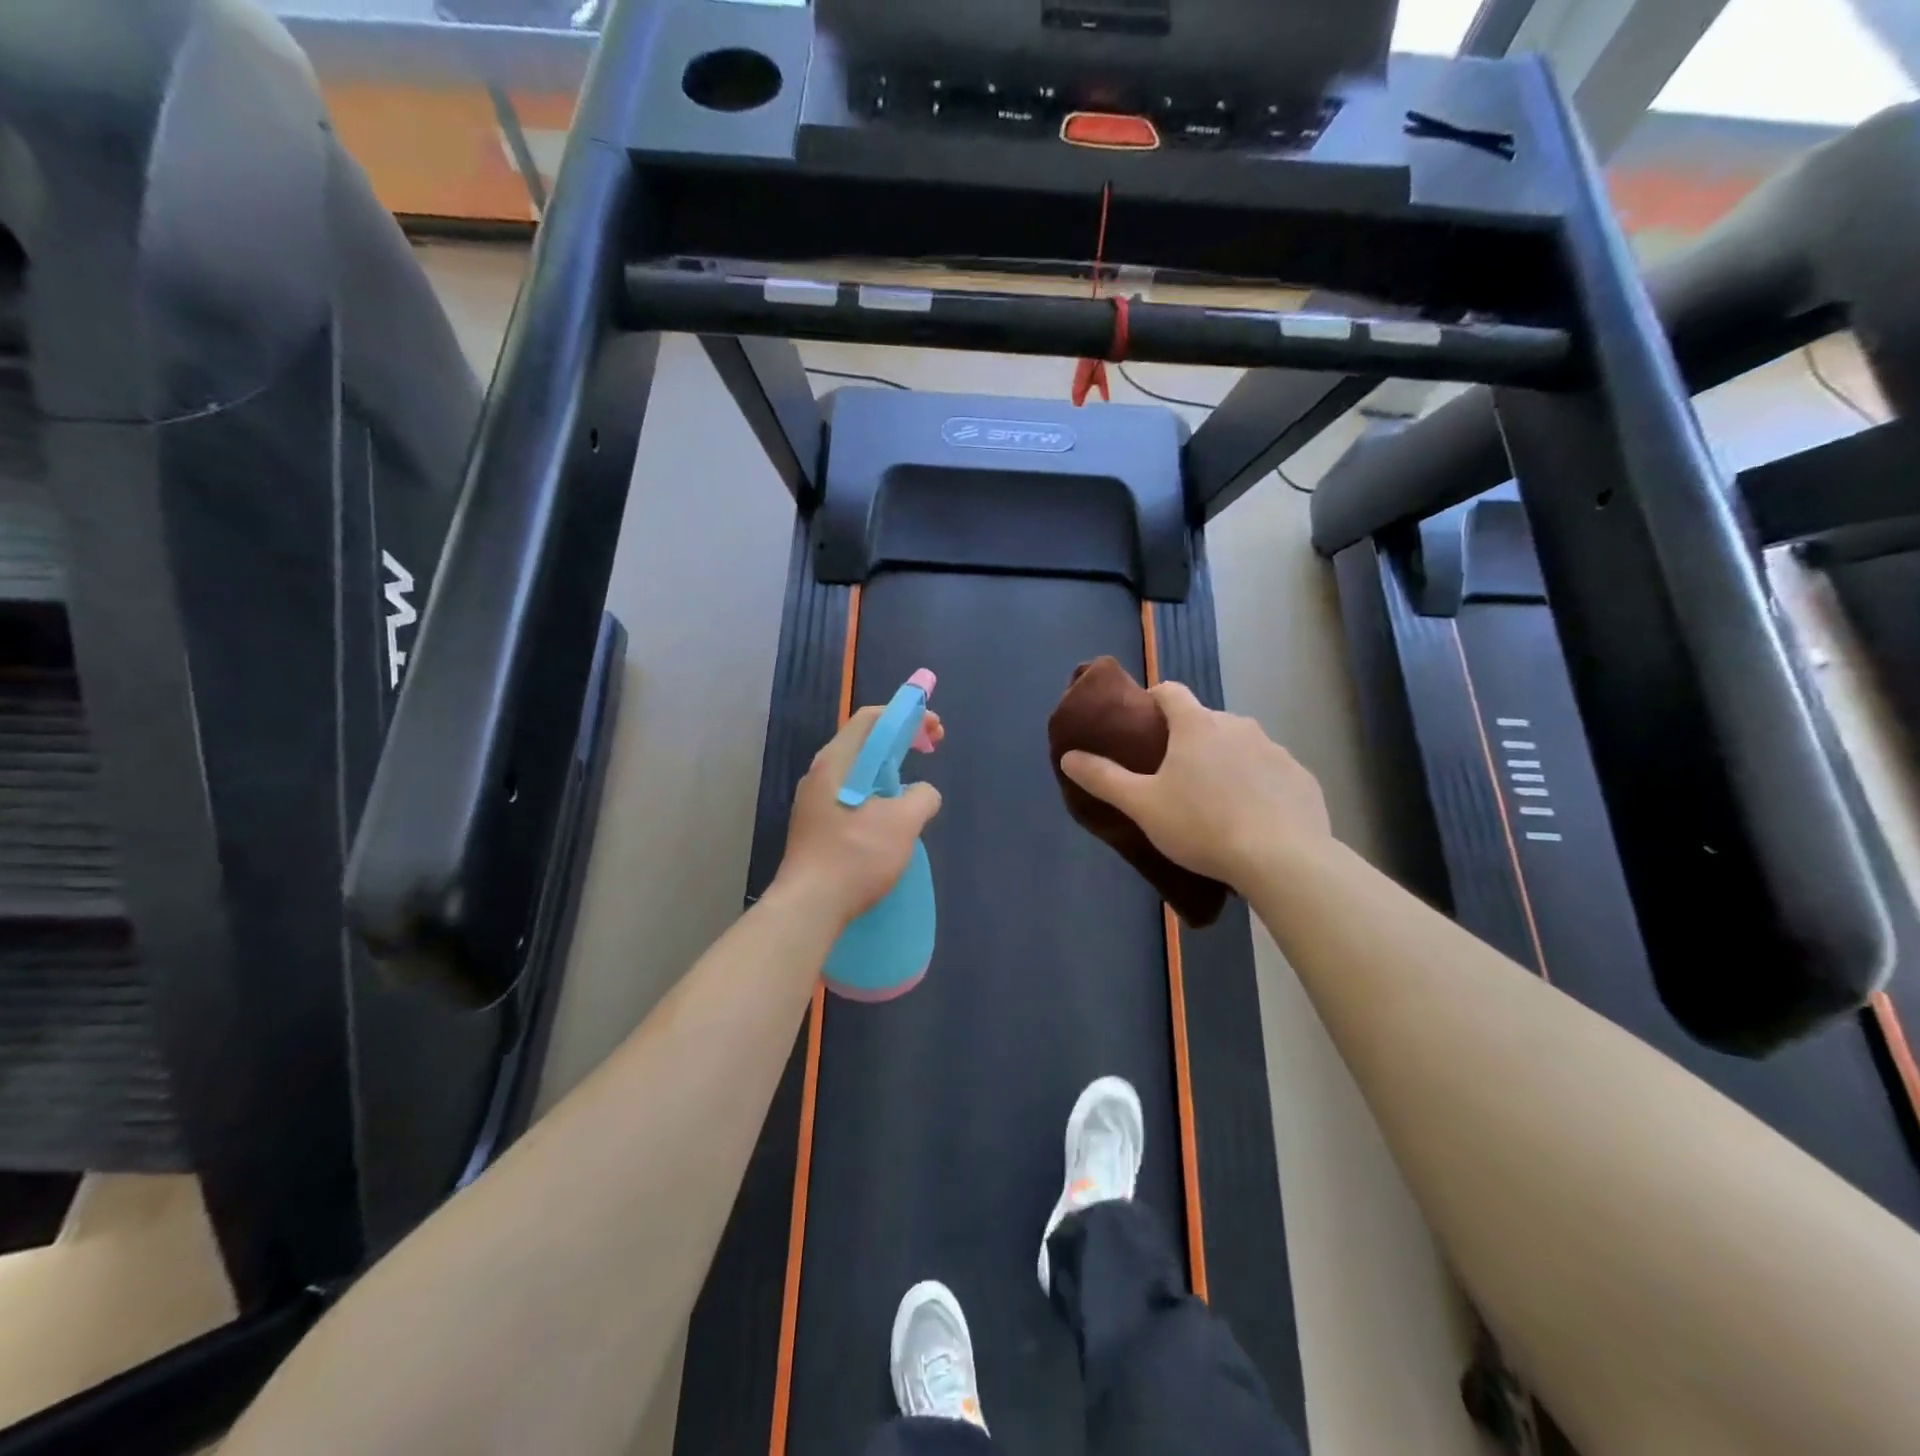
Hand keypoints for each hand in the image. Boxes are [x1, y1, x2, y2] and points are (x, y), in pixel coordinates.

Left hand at [771, 705, 943, 928]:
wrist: (809, 907)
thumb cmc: (855, 857)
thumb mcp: (903, 823)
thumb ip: (922, 796)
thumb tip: (922, 793)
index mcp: (836, 762)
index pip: (871, 718)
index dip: (907, 716)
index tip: (935, 731)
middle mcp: (820, 774)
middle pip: (865, 742)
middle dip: (901, 741)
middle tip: (930, 752)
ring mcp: (814, 801)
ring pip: (858, 772)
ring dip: (889, 771)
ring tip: (912, 790)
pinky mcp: (815, 826)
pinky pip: (851, 796)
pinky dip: (876, 794)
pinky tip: (889, 820)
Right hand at [1059, 682, 1328, 890]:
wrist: (1282, 859)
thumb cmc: (1202, 826)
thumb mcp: (1142, 805)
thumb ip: (1104, 778)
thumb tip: (1069, 756)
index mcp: (1197, 725)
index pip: (1171, 692)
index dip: (1154, 701)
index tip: (1143, 724)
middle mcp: (1238, 726)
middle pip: (1205, 721)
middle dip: (1188, 739)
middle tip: (1173, 776)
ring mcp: (1275, 750)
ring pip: (1240, 746)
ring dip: (1225, 761)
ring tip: (1214, 801)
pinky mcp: (1301, 777)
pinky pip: (1271, 772)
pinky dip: (1258, 784)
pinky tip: (1252, 817)